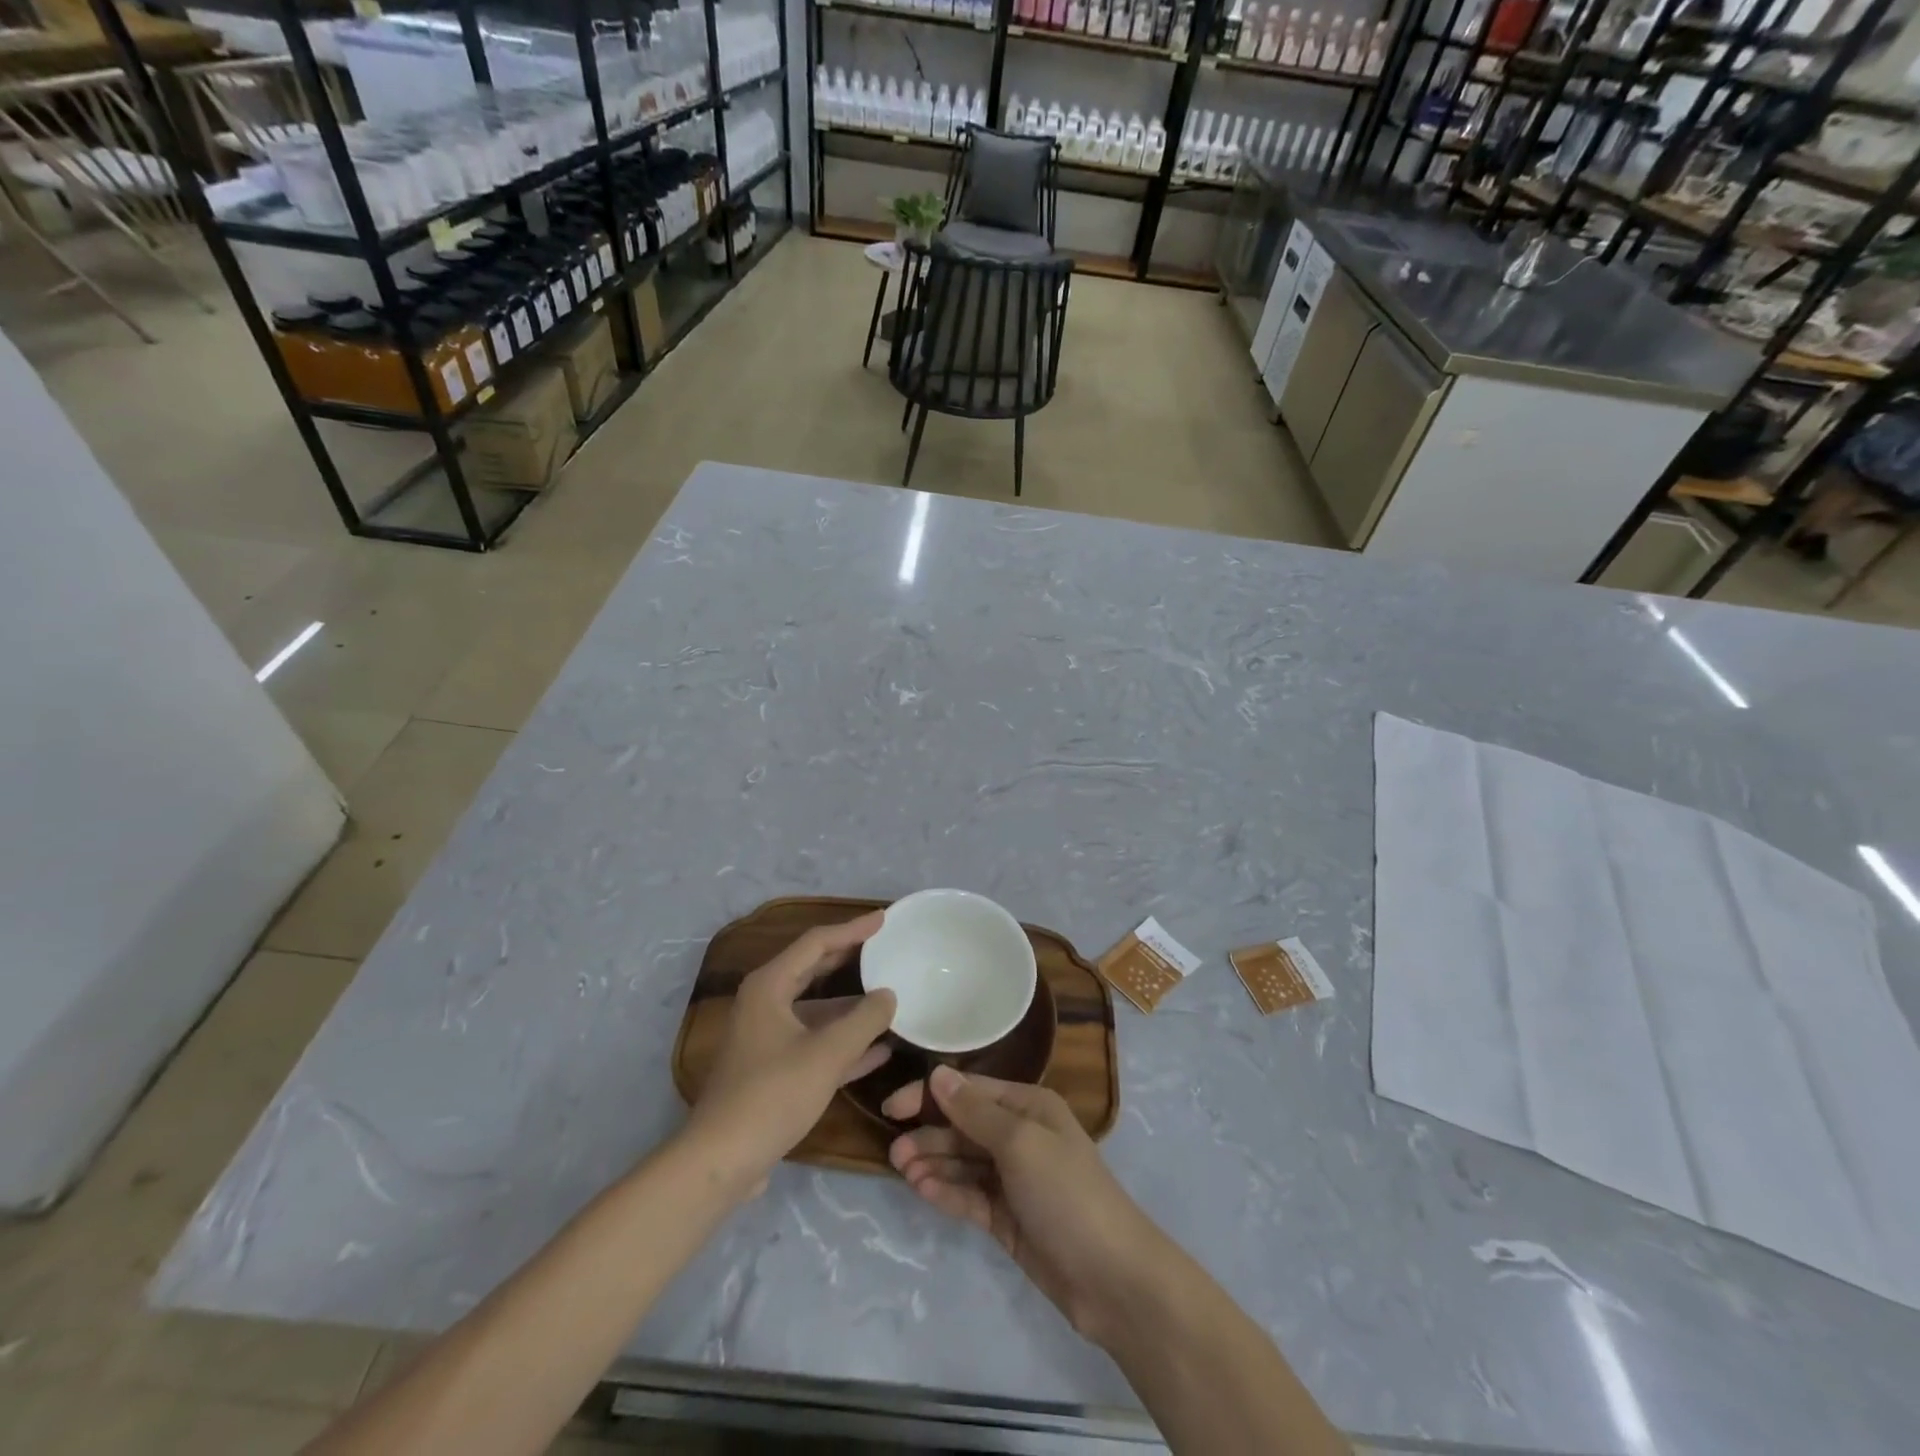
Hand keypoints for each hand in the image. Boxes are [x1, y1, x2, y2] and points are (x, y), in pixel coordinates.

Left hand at [685, 913, 895, 1194]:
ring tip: (891, 998)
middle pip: (814, 970)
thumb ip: (864, 1020)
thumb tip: (889, 995)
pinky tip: (880, 1049)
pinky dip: (844, 1041)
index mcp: (769, 986)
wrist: (721, 1160)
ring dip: (852, 1007)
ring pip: (818, 1010)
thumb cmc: (773, 1094)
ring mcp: (768, 1037)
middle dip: (851, 959)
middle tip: (886, 948)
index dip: (852, 929)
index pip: (816, 942)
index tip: (883, 919)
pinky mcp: (774, 1069)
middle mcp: (765, 1003)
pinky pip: (815, 1042)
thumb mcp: (827, 1054)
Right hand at [886, 1067, 1168, 1344]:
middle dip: (930, 1135)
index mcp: (1029, 1106)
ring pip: (963, 1162)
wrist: (1111, 1277)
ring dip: (934, 1163)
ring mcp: (1014, 1179)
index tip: (892, 1107)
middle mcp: (1020, 1136)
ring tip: (903, 1171)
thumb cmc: (1067, 1193)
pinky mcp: (1008, 1218)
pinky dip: (947, 1191)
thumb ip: (975, 1111)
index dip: (930, 1096)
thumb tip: (938, 1074)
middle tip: (894, 1153)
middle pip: (964, 1127)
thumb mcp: (1020, 1143)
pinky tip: (923, 1190)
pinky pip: (970, 1195)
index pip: (971, 1091)